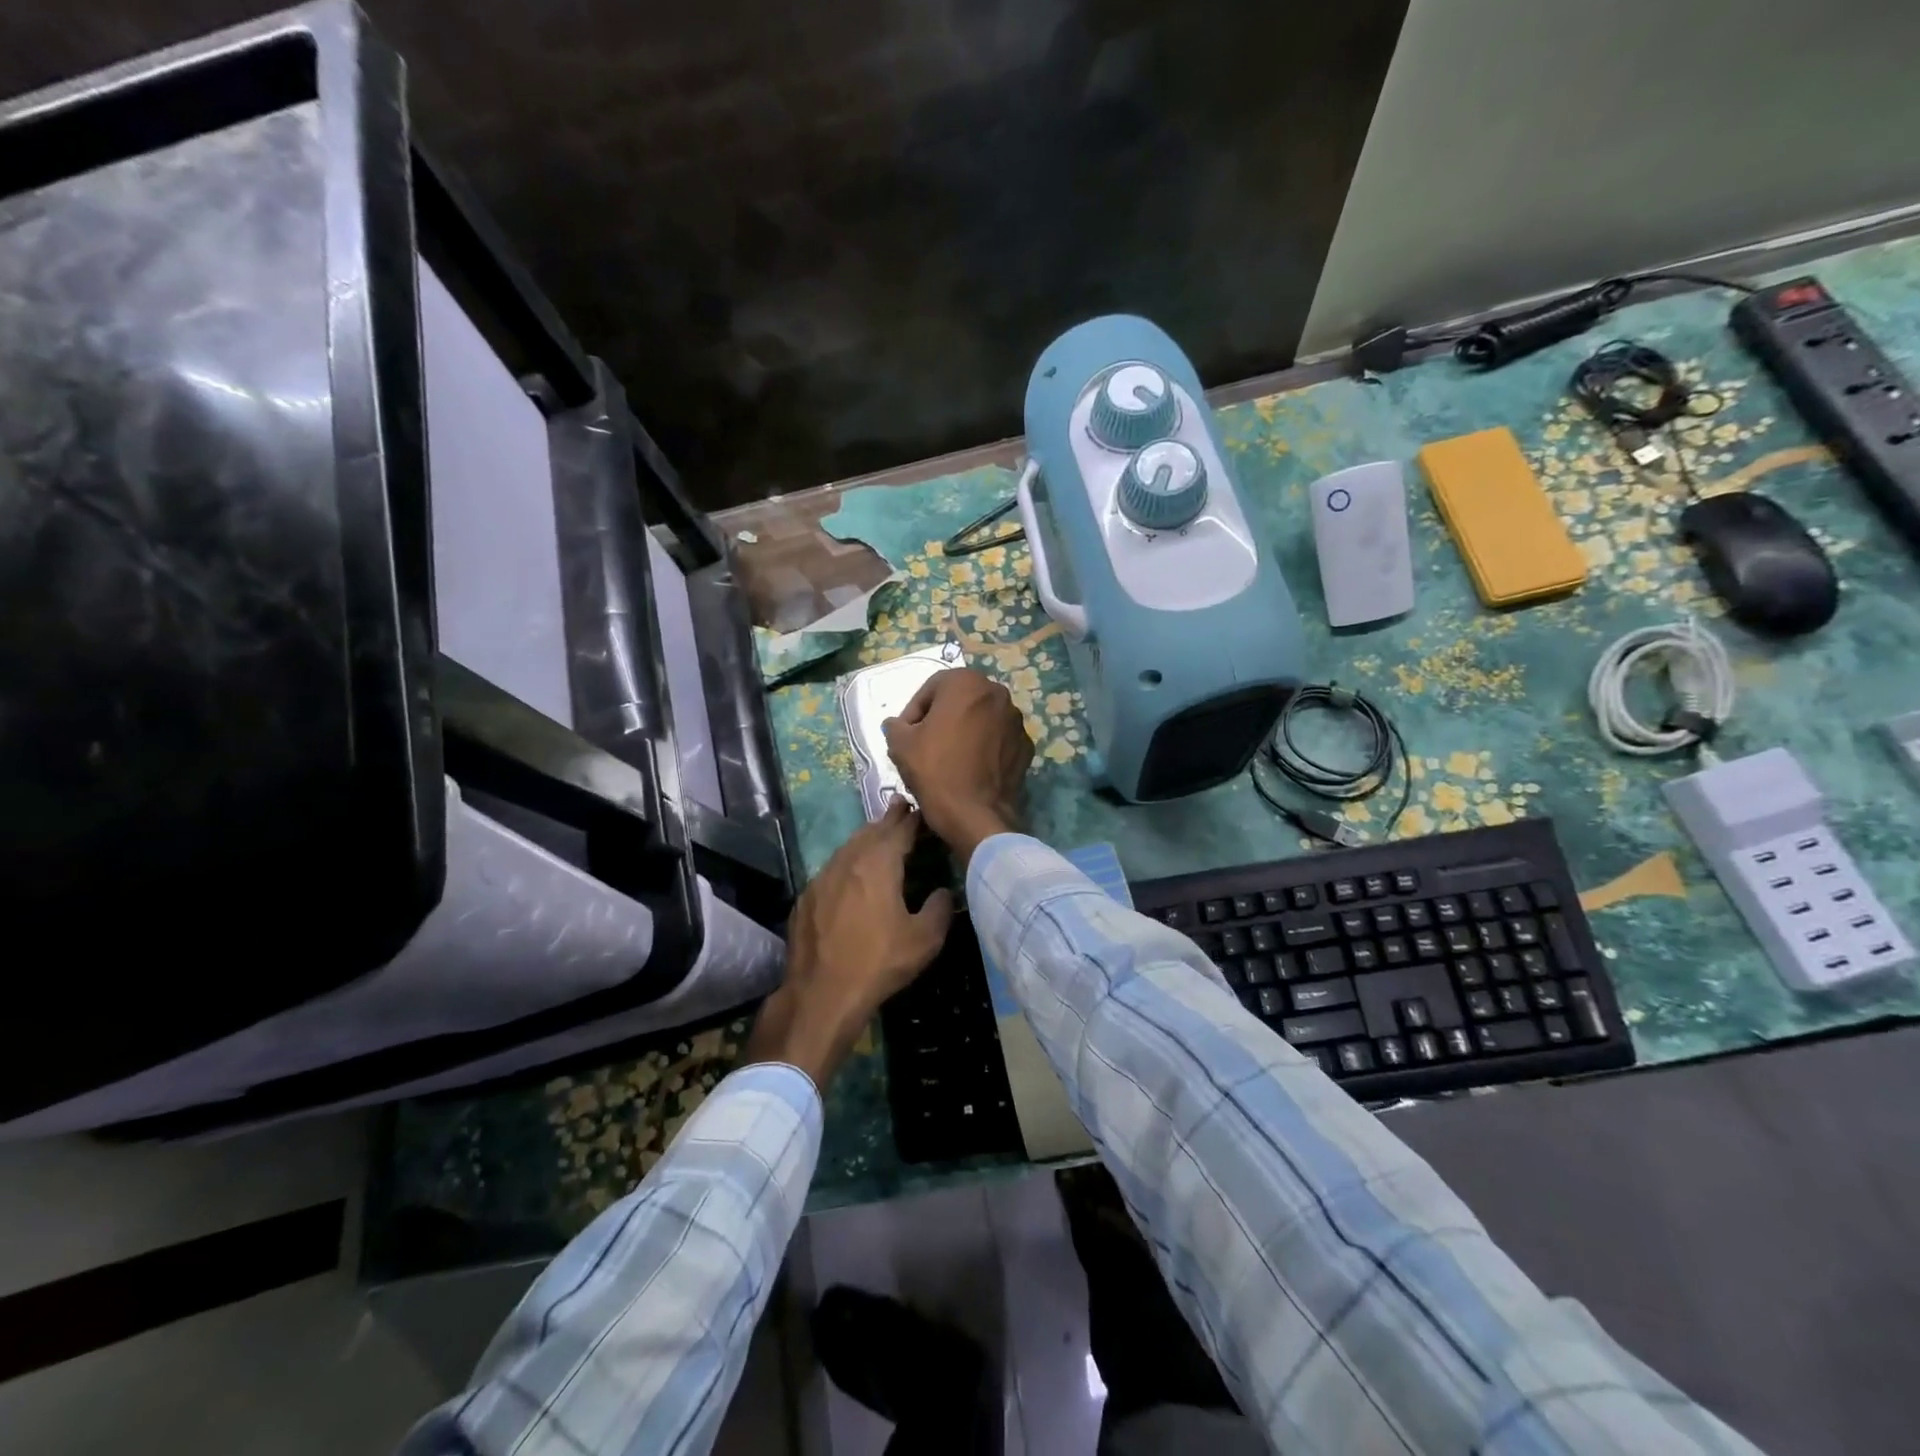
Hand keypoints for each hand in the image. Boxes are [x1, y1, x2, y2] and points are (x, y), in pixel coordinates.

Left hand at [744, 800, 953, 1087]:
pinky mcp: (806, 898)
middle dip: (887, 819)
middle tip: (900, 806)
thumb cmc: (879, 963)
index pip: (899, 830)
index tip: (920, 808)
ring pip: (847, 848)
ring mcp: (821, 879)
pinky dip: (846, 862)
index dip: (911, 819)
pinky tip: (850, 873)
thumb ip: (940, 908)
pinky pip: (831, 870)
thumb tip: (944, 891)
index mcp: (878, 865)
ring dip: (865, 838)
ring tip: (878, 833)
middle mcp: (848, 862)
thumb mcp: (925, 940)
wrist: (821, 994)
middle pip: (871, 832)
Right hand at [883, 668, 1033, 863]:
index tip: (906, 734)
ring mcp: (1016, 721)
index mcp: (967, 682)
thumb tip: (897, 725)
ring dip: (965, 731)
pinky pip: (998, 740)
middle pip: (960, 701)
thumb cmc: (935, 771)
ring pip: (981, 719)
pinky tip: (971, 769)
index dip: (914, 711)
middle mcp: (997, 693)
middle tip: (925, 744)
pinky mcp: (1026, 747)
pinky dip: (984, 748)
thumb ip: (895, 726)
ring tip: (949, 758)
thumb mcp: (900, 745)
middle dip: (941, 718)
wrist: (975, 815)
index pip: (932, 688)